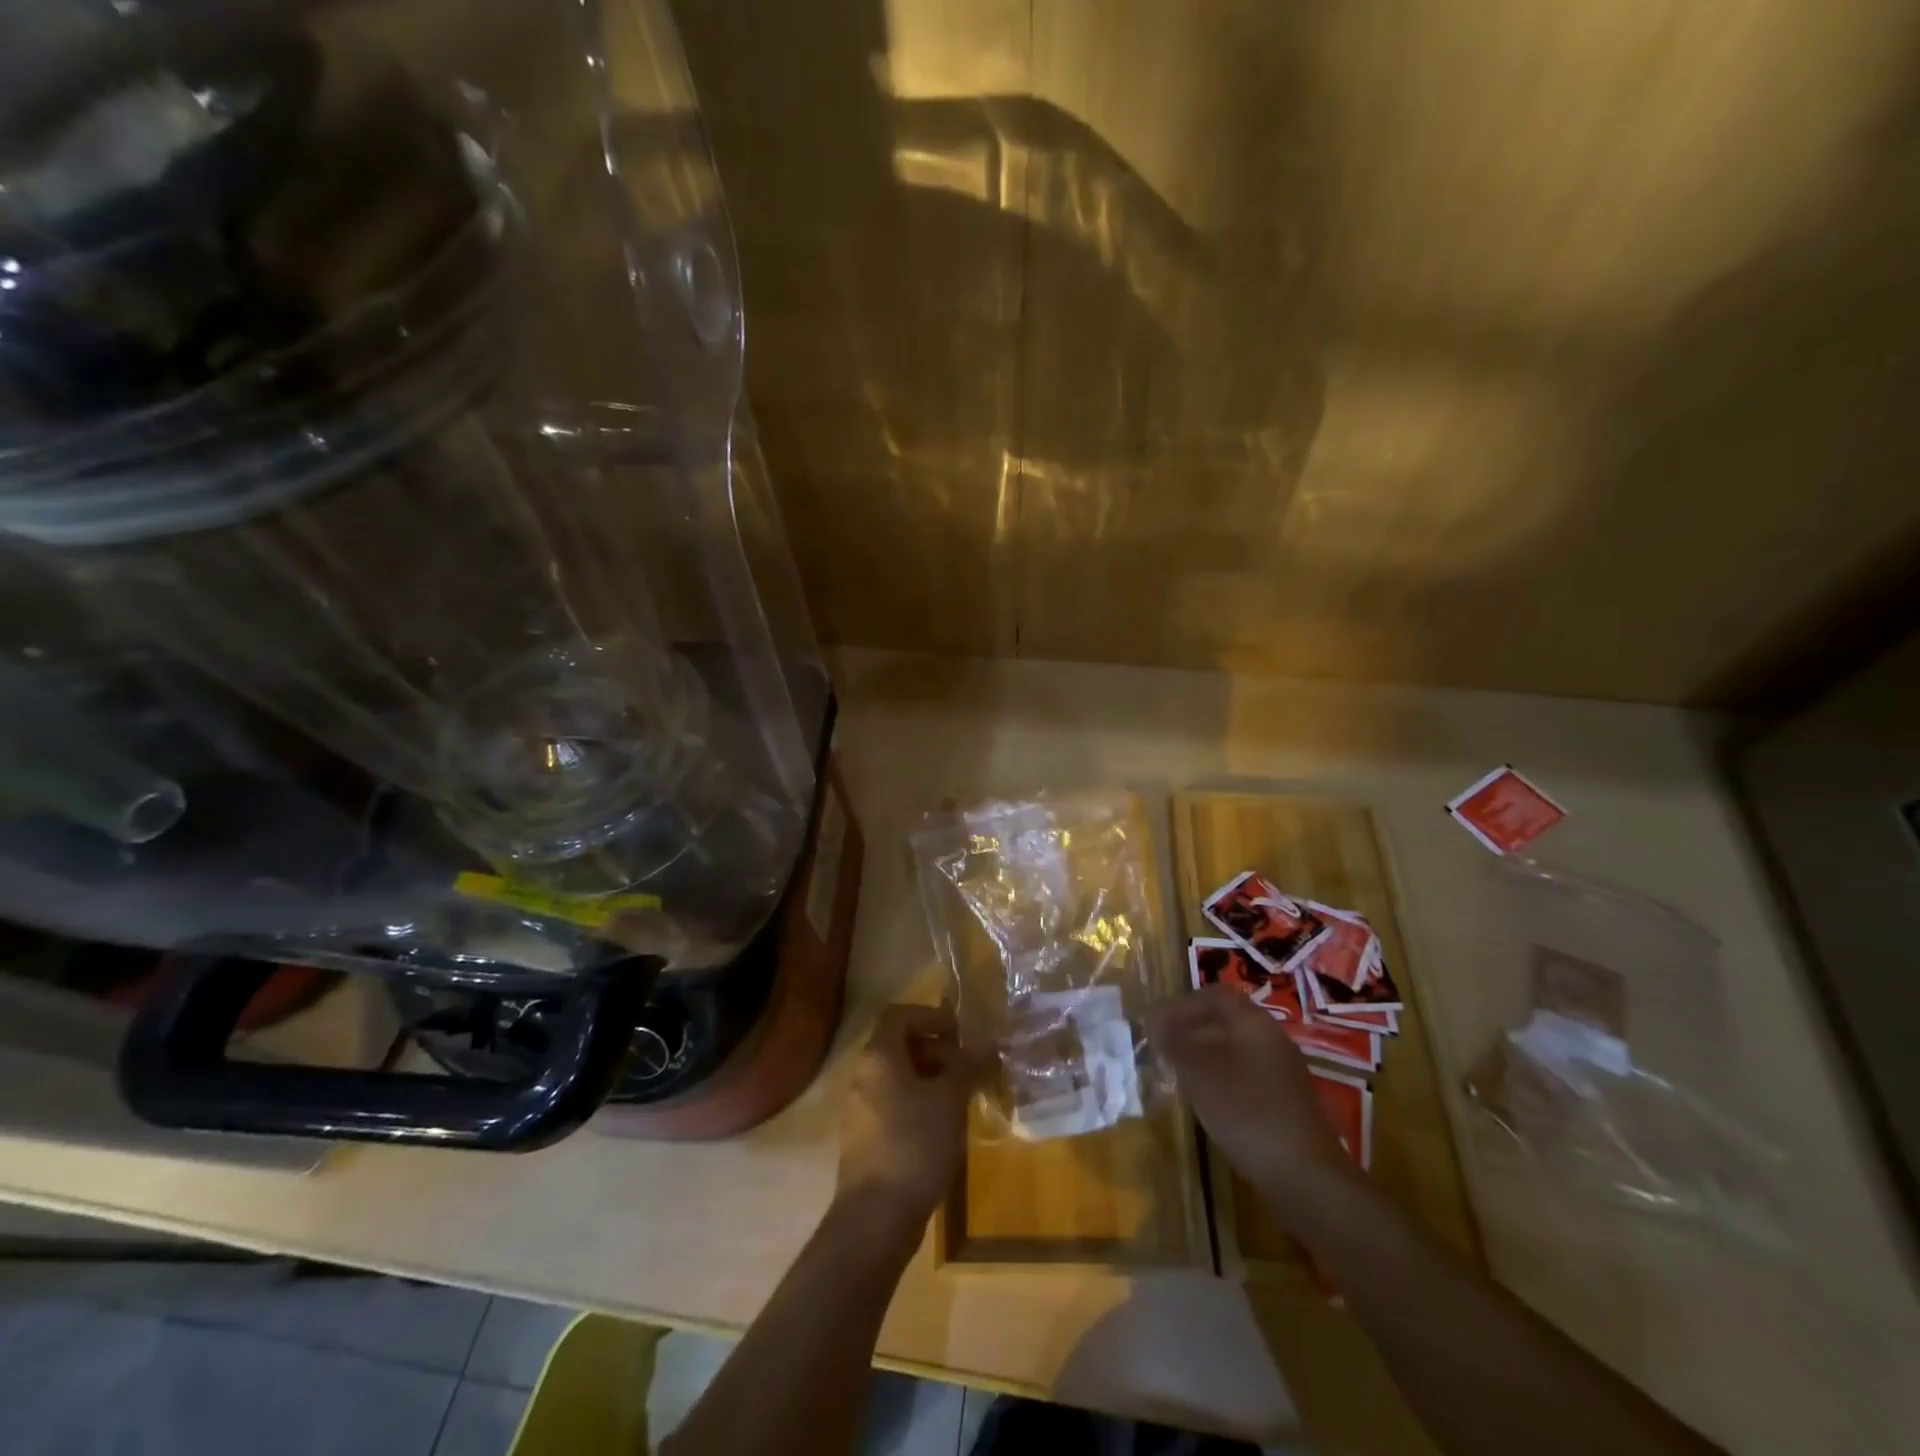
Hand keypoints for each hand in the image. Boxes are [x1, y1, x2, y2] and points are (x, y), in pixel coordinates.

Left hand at [836, 1003, 978, 1224]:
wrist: (875, 1217)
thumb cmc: (915, 1144)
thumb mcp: (950, 1100)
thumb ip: (966, 1067)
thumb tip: (983, 1047)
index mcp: (878, 1056)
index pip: (899, 1014)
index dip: (931, 1015)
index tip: (959, 1032)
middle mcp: (863, 1075)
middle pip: (898, 1044)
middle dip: (935, 1048)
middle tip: (966, 1065)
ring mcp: (860, 1108)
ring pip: (897, 1076)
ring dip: (929, 1077)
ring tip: (961, 1095)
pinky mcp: (865, 1138)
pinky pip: (893, 1103)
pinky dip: (918, 1102)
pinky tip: (942, 1125)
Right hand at [1149, 985, 1357, 1213]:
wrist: (1303, 1175)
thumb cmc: (1246, 1111)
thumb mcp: (1198, 1072)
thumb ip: (1173, 1042)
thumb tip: (1154, 1022)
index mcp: (1253, 1022)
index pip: (1214, 995)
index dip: (1182, 1004)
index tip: (1157, 1021)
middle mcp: (1271, 1038)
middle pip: (1224, 1021)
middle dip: (1190, 1030)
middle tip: (1161, 1047)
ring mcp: (1281, 1071)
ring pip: (1234, 1049)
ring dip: (1203, 1055)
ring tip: (1176, 1073)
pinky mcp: (1284, 1101)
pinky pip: (1245, 1075)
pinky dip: (1219, 1078)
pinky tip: (1204, 1100)